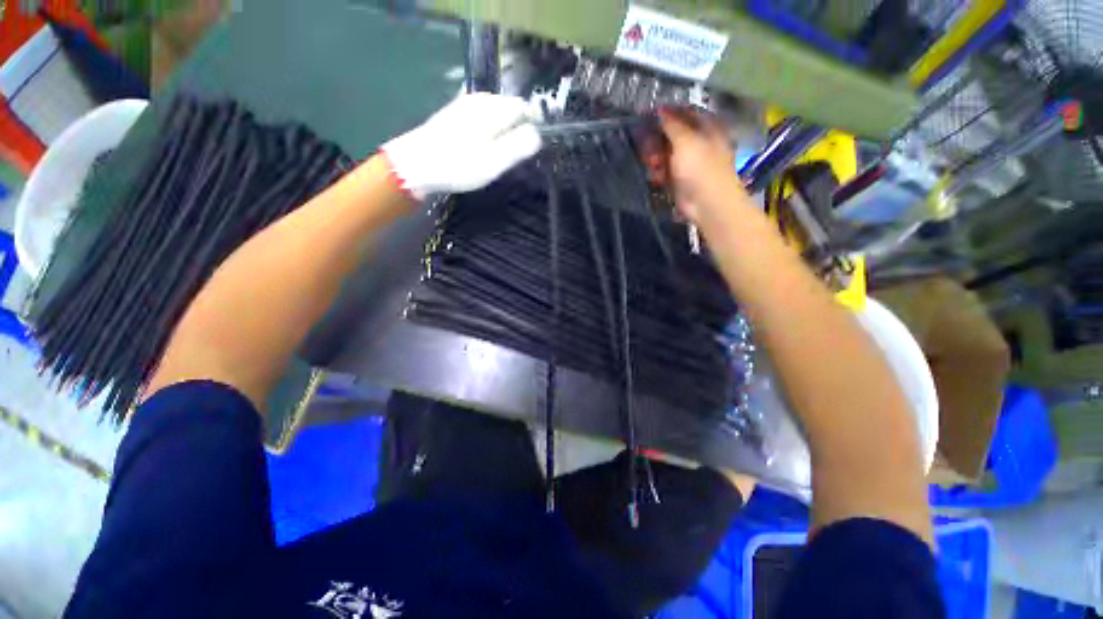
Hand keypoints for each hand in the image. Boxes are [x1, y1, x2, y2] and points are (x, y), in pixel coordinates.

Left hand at [381, 93, 542, 201]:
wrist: (415, 164)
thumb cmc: (459, 165)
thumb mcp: (495, 161)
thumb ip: (520, 145)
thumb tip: (538, 134)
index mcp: (493, 107)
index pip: (524, 107)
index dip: (531, 126)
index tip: (527, 150)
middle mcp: (480, 99)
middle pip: (509, 109)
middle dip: (516, 130)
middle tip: (509, 158)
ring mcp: (465, 105)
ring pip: (495, 115)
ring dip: (501, 133)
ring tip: (494, 157)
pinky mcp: (454, 115)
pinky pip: (481, 119)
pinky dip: (487, 133)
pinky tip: (479, 150)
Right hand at [658, 109, 745, 223]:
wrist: (707, 203)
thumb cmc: (700, 168)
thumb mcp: (686, 140)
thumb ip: (671, 124)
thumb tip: (660, 109)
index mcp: (706, 126)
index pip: (684, 112)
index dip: (666, 113)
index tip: (647, 116)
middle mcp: (698, 142)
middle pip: (671, 134)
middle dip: (657, 140)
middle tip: (646, 146)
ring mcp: (689, 162)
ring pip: (665, 153)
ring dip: (656, 158)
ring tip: (653, 165)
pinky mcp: (680, 179)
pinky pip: (665, 171)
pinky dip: (659, 173)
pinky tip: (657, 177)